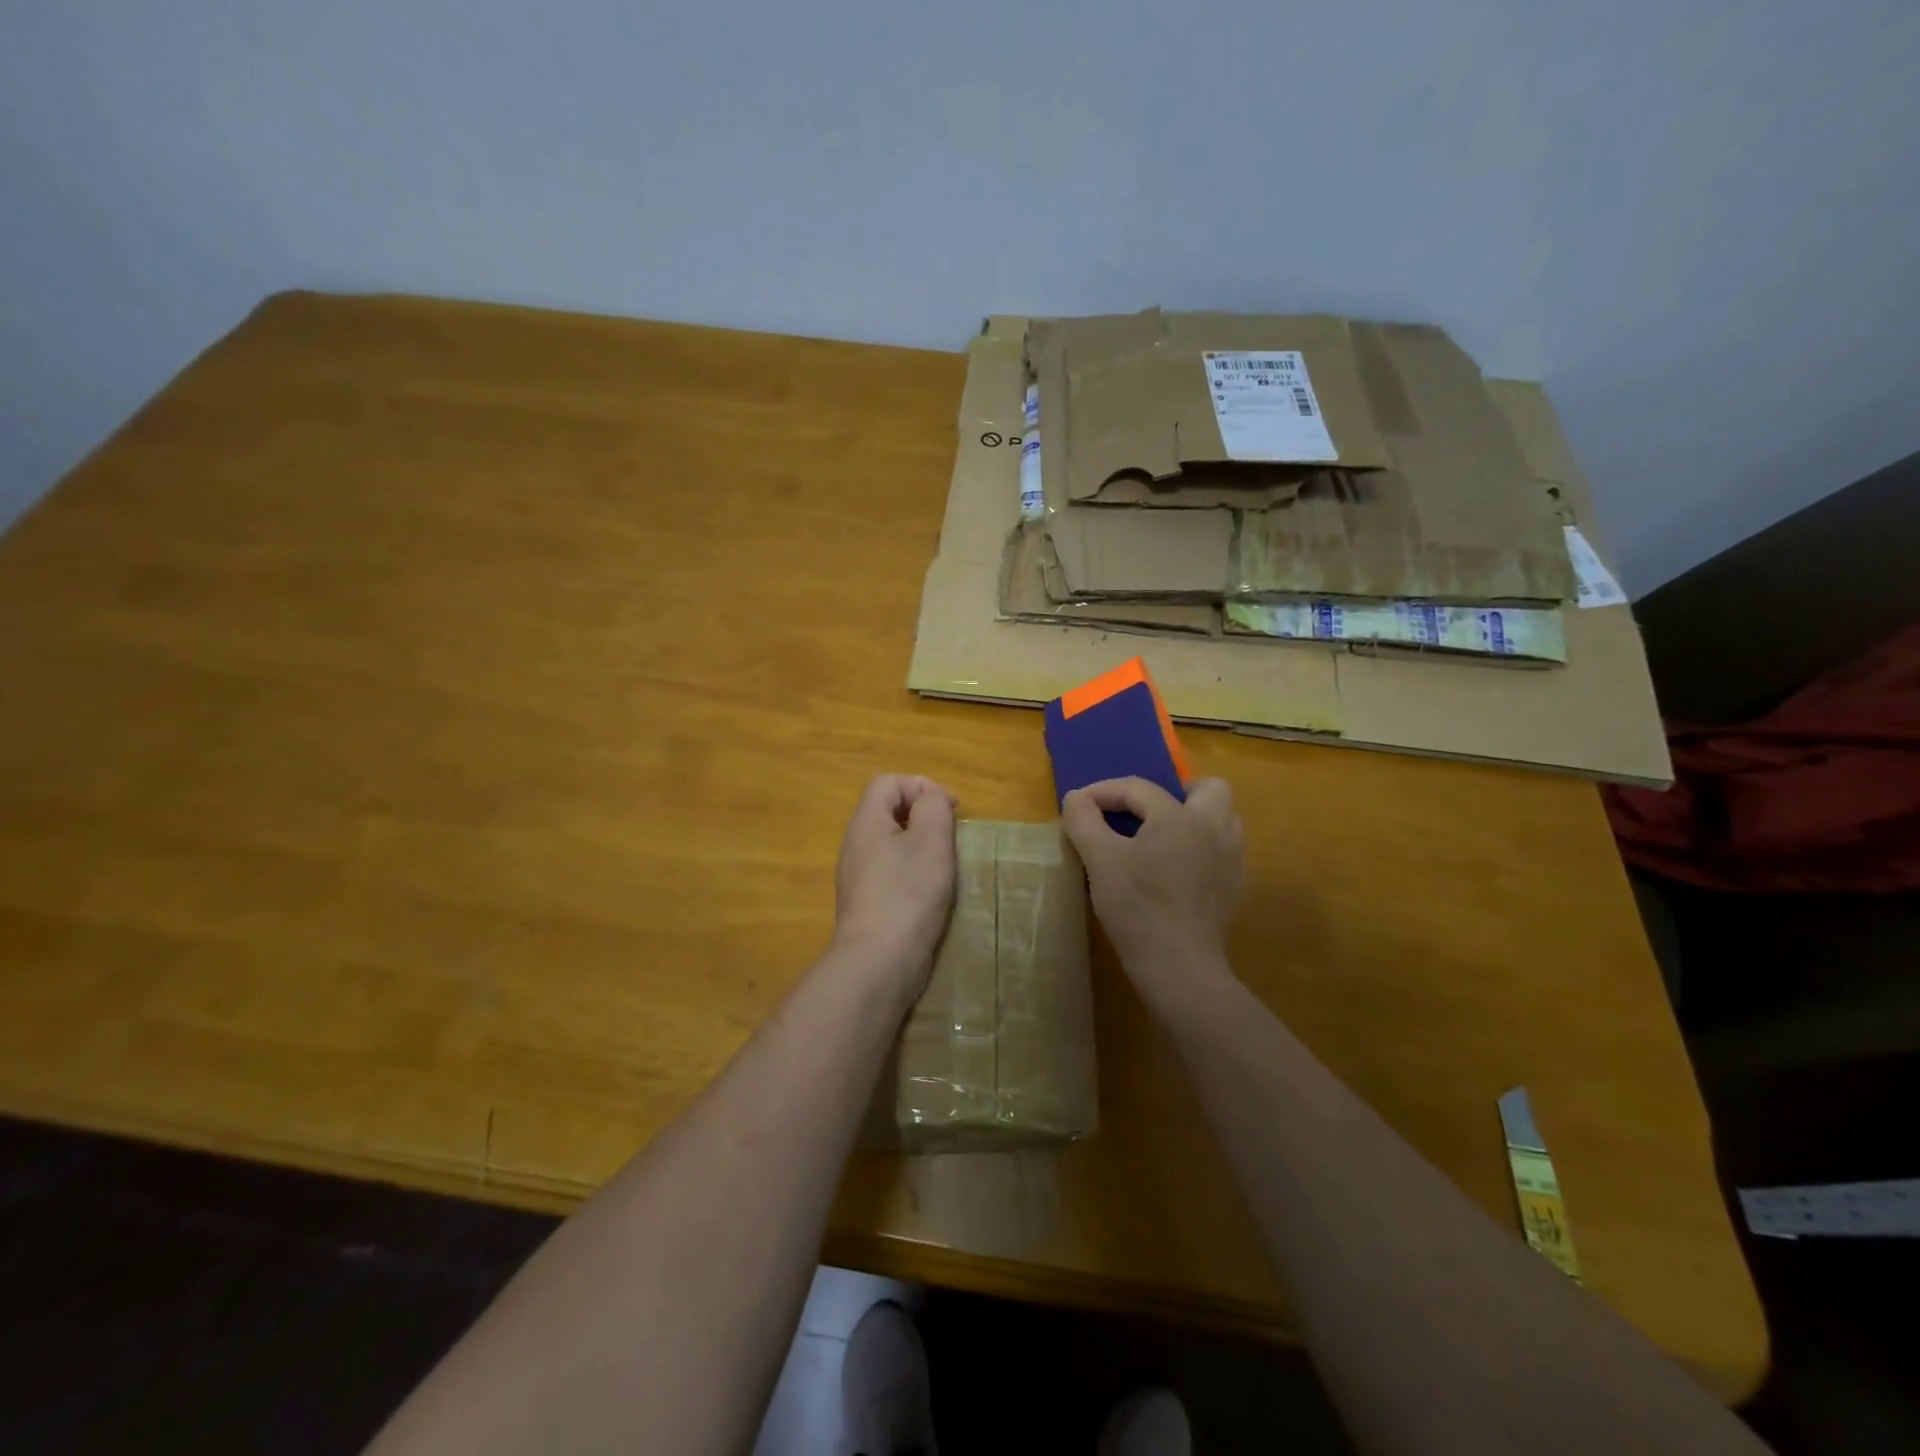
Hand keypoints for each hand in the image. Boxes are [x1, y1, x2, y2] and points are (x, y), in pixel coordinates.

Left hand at [831, 774, 957, 988]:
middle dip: (924, 817)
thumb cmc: (908, 892)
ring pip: (892, 845)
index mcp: (866, 822)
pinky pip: (891, 874)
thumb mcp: (931, 840)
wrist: (879, 961)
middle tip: (951, 839)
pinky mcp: (867, 904)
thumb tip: (930, 799)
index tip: (951, 810)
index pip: (888, 782)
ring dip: (921, 849)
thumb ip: (933, 807)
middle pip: (889, 812)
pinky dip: (914, 875)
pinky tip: (931, 895)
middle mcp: (855, 845)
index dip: (922, 786)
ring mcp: (858, 877)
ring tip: (945, 867)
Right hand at [1061, 776, 1242, 1002]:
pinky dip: (1201, 847)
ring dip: (1193, 818)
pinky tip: (1176, 869)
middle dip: (1175, 793)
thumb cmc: (1137, 908)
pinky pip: (1222, 850)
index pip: (1138, 788)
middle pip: (1208, 789)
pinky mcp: (1233, 887)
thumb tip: (1076, 798)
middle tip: (1144, 814)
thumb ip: (1084, 821)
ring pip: (1222, 819)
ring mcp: (1231, 859)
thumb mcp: (1099, 861)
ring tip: (1160, 838)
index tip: (1078, 806)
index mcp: (1180, 817)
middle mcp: (1214, 829)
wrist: (1178, 967)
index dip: (1104, 791)